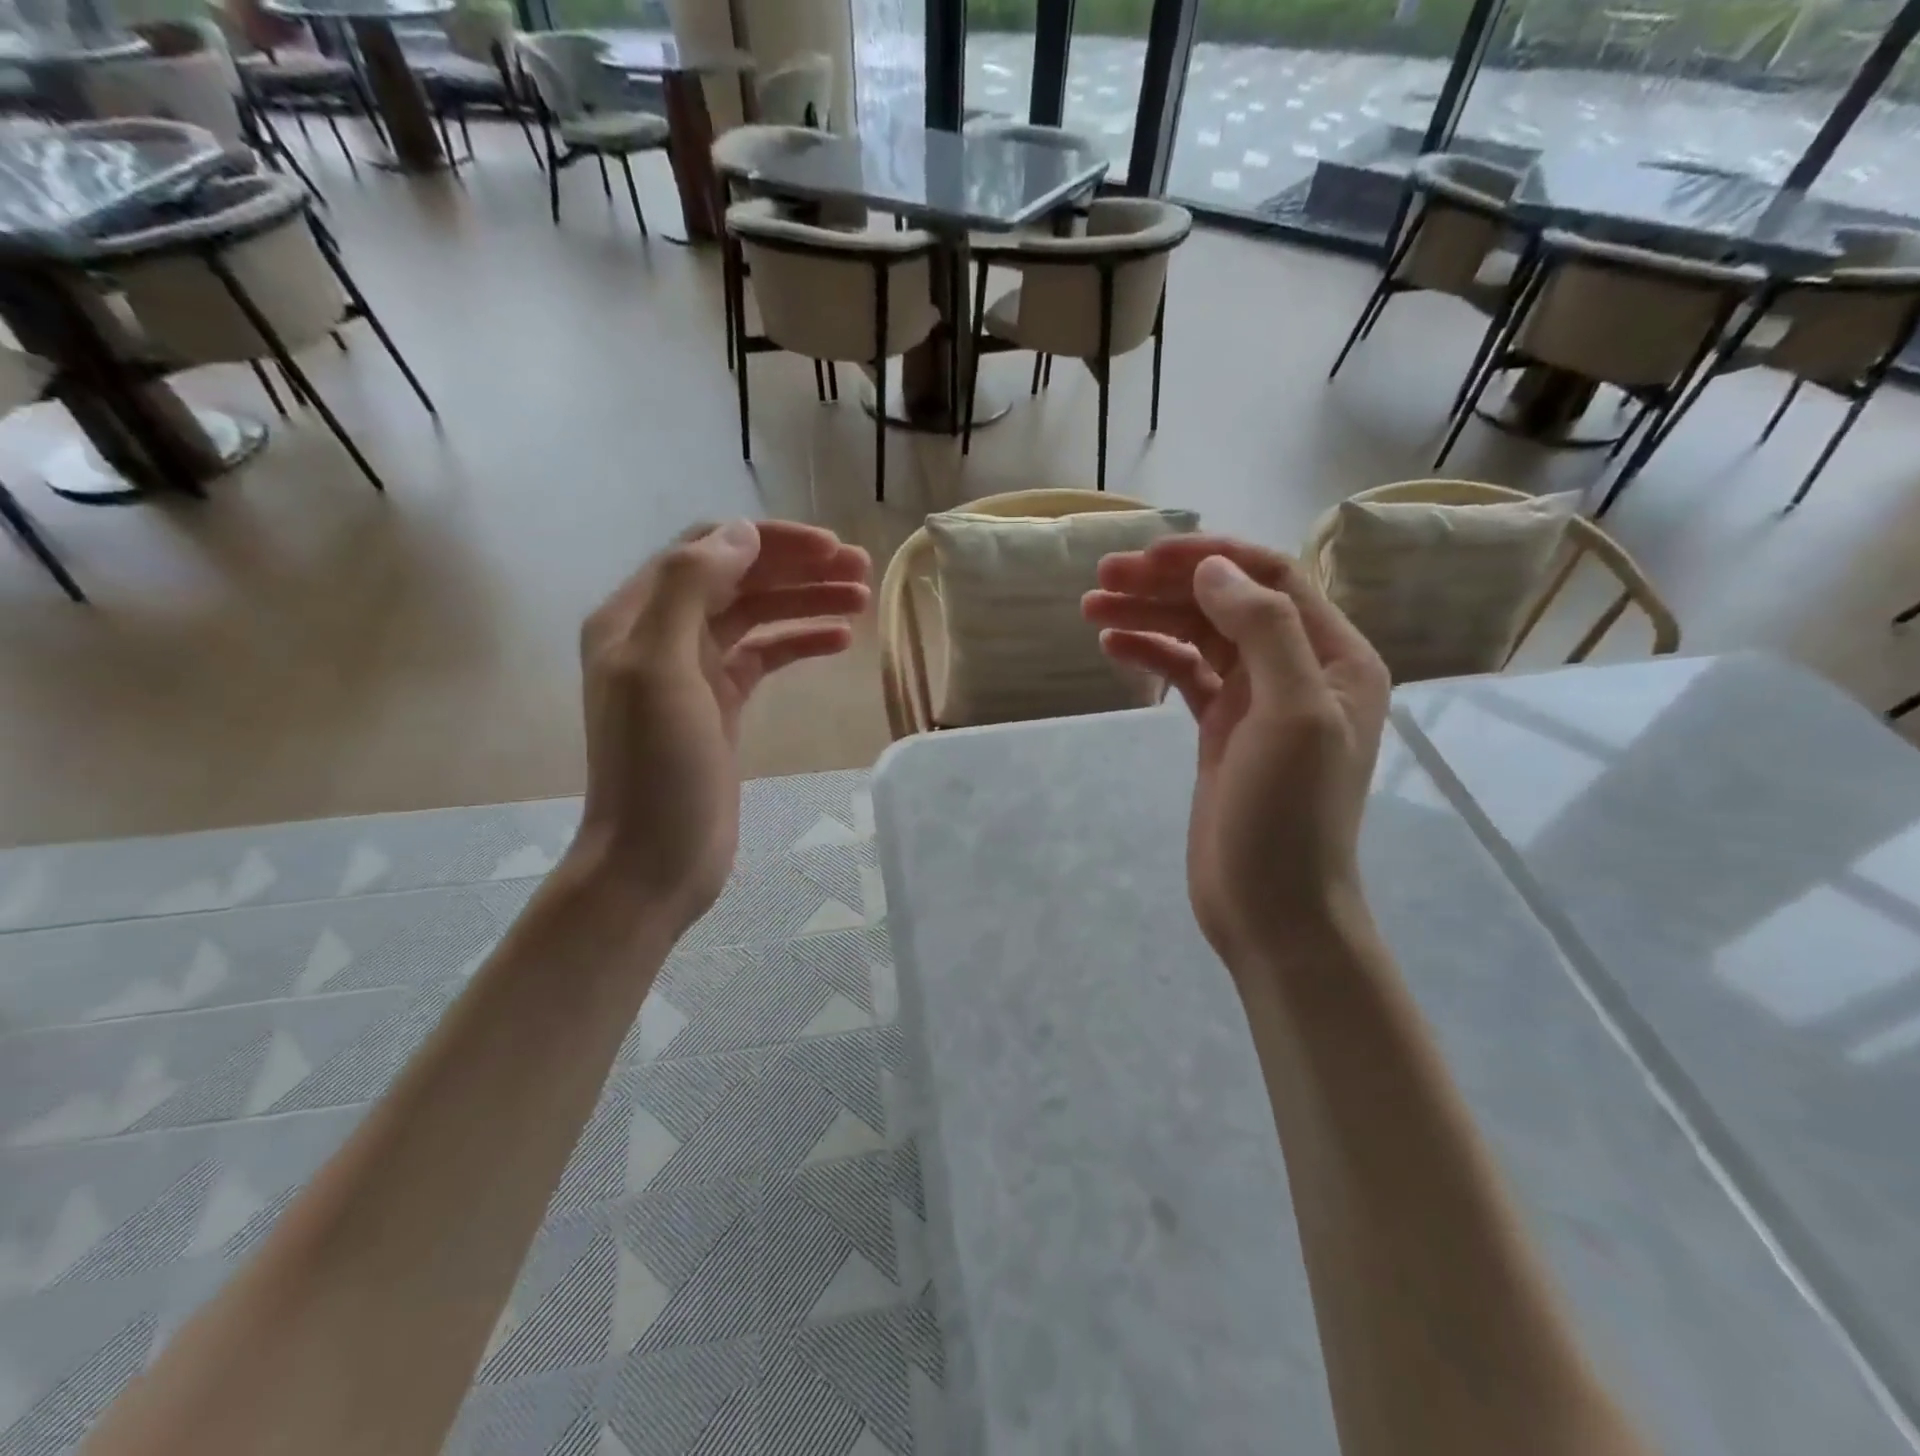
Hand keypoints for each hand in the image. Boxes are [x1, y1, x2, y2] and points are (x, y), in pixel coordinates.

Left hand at [572, 520, 870, 933]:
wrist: (655, 861)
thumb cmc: (656, 769)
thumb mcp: (660, 670)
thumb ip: (688, 590)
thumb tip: (742, 534)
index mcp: (636, 616)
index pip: (708, 550)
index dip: (770, 542)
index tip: (830, 550)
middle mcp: (662, 633)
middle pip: (738, 579)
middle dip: (798, 568)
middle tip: (861, 569)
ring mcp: (694, 671)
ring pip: (757, 615)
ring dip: (806, 601)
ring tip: (862, 600)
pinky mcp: (722, 705)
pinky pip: (765, 656)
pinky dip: (800, 641)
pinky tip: (840, 641)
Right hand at [1083, 537, 1389, 971]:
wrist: (1272, 908)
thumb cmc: (1289, 816)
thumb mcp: (1292, 715)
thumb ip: (1263, 631)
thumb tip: (1212, 571)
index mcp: (1335, 657)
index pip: (1270, 579)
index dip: (1208, 559)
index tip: (1146, 559)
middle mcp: (1299, 668)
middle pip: (1228, 602)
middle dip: (1167, 584)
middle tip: (1102, 578)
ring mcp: (1256, 700)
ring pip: (1201, 635)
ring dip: (1150, 615)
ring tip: (1092, 607)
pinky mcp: (1222, 730)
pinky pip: (1185, 673)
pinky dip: (1151, 654)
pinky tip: (1113, 646)